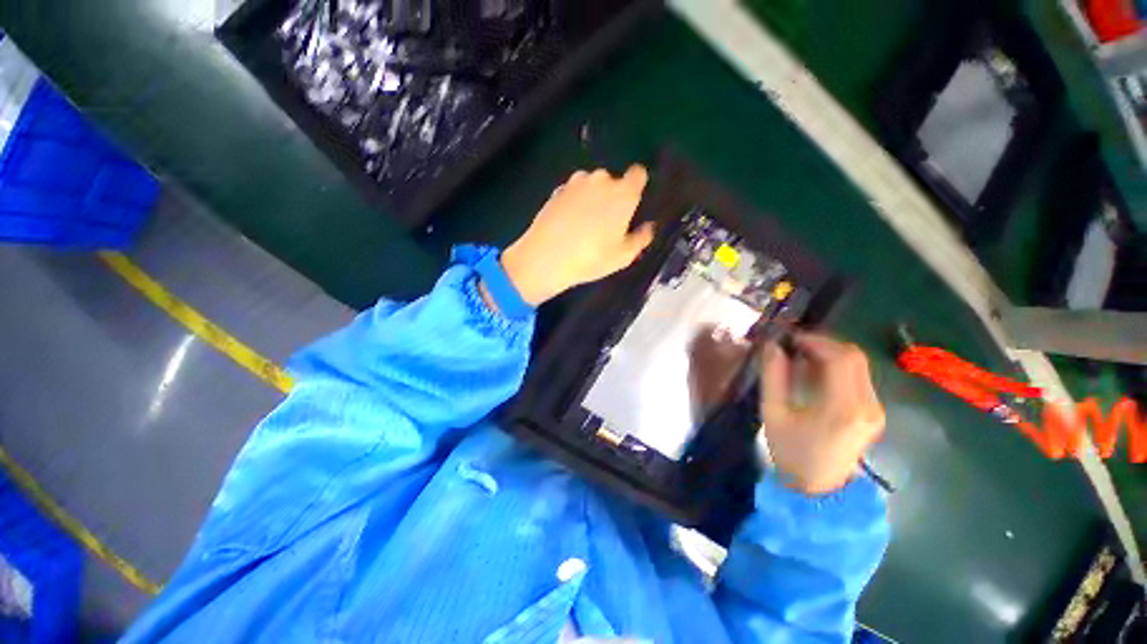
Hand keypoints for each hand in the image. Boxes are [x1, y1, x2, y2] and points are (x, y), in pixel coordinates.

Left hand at [500, 166, 654, 305]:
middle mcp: (601, 180)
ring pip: (590, 185)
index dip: (636, 186)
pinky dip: (573, 202)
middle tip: (606, 223)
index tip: (631, 203)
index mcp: (623, 193)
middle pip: (612, 181)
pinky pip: (572, 192)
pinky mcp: (557, 190)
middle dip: (611, 196)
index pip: (638, 174)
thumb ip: (641, 238)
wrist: (546, 258)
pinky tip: (568, 224)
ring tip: (584, 224)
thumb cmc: (591, 258)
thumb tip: (649, 227)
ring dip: (591, 197)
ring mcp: (576, 183)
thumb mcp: (623, 256)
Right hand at [759, 334, 884, 494]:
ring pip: (858, 365)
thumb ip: (773, 377)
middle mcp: (868, 406)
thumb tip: (772, 346)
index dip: (815, 341)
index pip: (840, 358)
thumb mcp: (773, 414)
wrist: (818, 490)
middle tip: (793, 345)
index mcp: (843, 408)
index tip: (789, 338)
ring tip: (800, 356)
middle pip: (854, 357)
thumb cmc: (791, 453)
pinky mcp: (874, 412)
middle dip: (822, 344)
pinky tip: (814, 372)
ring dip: (829, 353)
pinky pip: (858, 377)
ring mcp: (875, 410)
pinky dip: (836, 366)